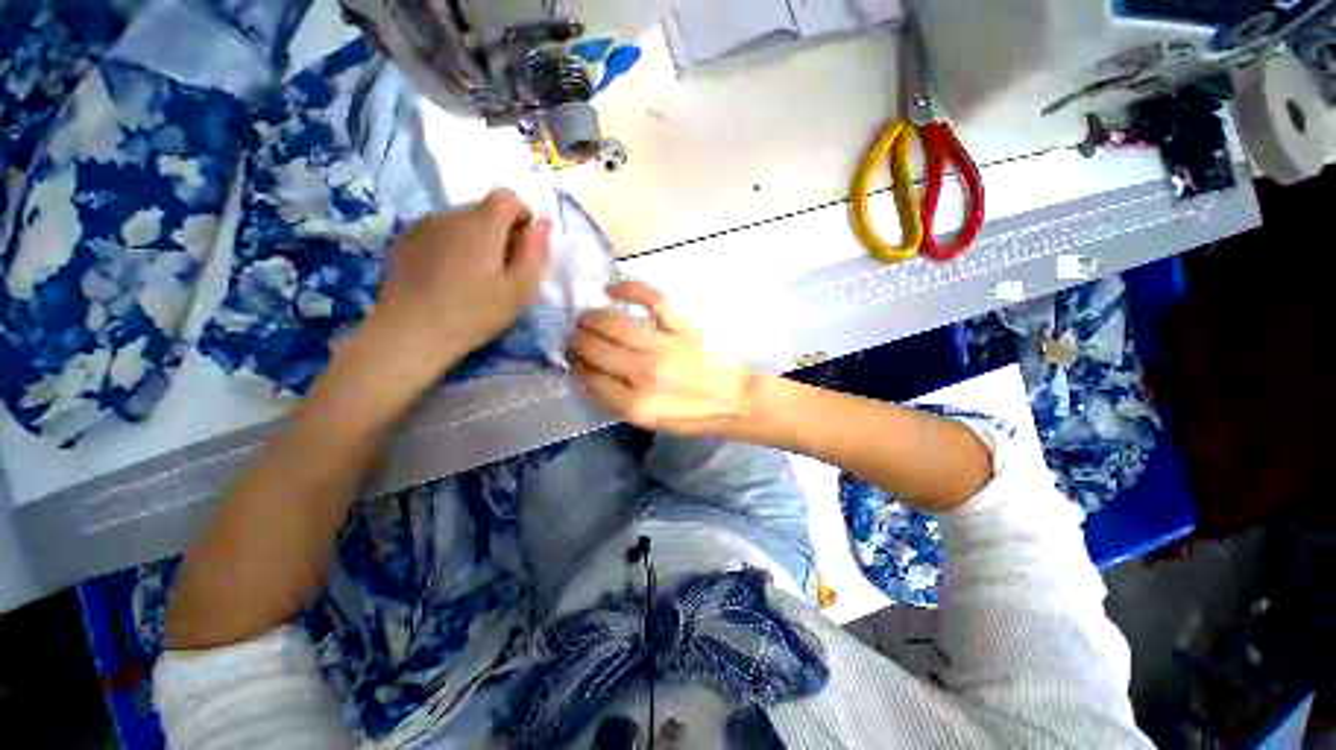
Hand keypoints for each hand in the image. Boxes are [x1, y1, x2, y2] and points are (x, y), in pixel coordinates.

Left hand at [366, 190, 549, 378]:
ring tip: (474, 278)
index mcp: (482, 223)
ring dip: (476, 241)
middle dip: (501, 233)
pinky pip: (439, 234)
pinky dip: (452, 247)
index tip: (525, 248)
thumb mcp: (520, 289)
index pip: (508, 197)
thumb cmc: (475, 313)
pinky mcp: (404, 241)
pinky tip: (448, 279)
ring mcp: (422, 226)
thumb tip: (543, 222)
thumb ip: (535, 251)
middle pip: (484, 211)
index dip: (523, 217)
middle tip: (503, 272)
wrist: (410, 333)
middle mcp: (450, 214)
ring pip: (461, 223)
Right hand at [568, 281, 756, 435]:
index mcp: (634, 404)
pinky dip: (628, 288)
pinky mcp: (683, 326)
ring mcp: (664, 346)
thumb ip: (615, 403)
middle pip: (595, 348)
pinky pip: (650, 298)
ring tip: (587, 318)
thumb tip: (586, 376)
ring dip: (592, 318)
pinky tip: (610, 289)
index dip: (576, 364)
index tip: (573, 356)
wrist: (735, 400)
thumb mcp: (649, 423)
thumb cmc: (691, 414)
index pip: (589, 376)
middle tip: (575, 336)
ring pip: (613, 323)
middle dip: (577, 340)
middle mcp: (644, 374)